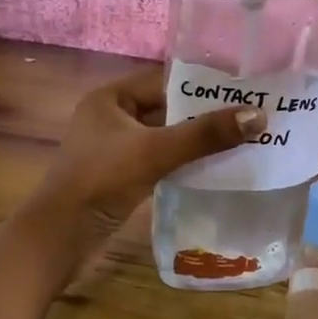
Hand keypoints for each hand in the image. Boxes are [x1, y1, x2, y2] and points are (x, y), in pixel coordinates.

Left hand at [33, 65, 262, 233]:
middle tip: (250, 115)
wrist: (59, 238)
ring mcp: (116, 150)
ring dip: (197, 141)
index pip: (164, 80)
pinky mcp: (122, 177)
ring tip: (243, 139)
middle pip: (167, 109)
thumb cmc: (101, 181)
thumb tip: (258, 115)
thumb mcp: (155, 152)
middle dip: (205, 115)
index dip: (202, 84)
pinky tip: (216, 168)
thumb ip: (205, 134)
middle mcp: (112, 118)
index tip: (242, 89)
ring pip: (166, 137)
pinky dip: (185, 162)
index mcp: (110, 98)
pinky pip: (161, 161)